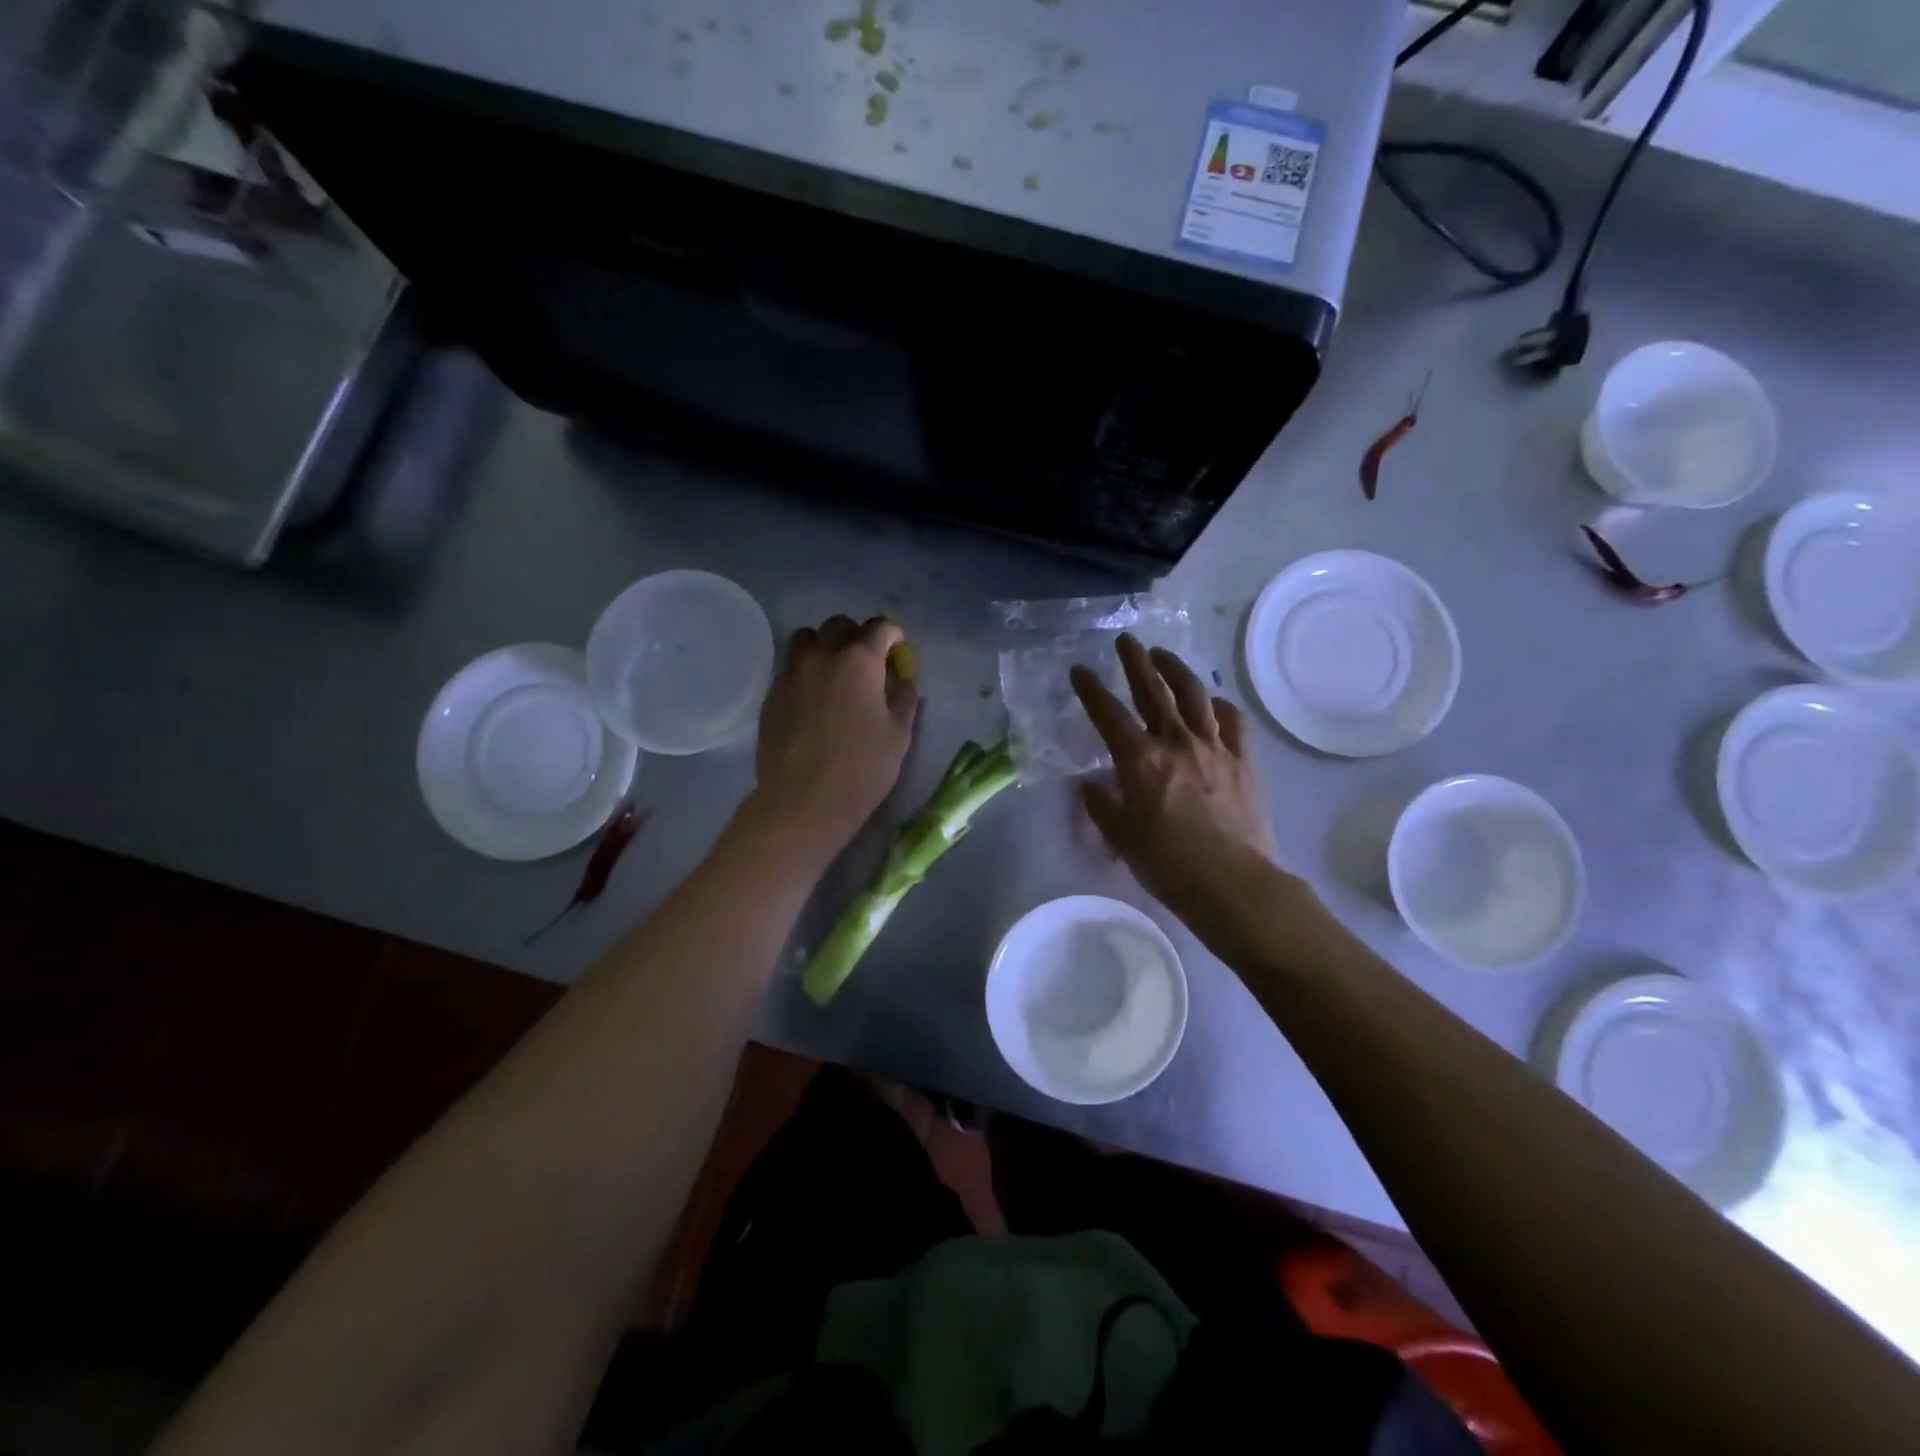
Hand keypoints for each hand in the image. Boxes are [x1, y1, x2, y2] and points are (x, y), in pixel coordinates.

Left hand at [748, 616, 918, 854]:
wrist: (804, 799)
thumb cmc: (862, 768)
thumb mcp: (899, 736)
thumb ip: (904, 700)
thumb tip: (904, 681)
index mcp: (860, 662)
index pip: (879, 628)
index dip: (892, 634)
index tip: (897, 647)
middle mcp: (823, 657)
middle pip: (838, 626)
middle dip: (856, 635)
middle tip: (866, 658)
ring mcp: (792, 674)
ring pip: (806, 639)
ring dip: (823, 645)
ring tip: (833, 669)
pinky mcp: (772, 695)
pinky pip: (789, 667)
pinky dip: (804, 670)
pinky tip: (813, 696)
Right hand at [1070, 636, 1282, 926]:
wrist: (1233, 883)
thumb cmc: (1168, 865)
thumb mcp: (1121, 838)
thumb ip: (1102, 806)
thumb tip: (1091, 786)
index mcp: (1139, 760)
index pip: (1108, 713)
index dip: (1090, 689)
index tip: (1080, 670)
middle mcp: (1175, 742)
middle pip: (1153, 690)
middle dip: (1135, 662)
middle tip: (1126, 641)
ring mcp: (1214, 747)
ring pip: (1194, 695)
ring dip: (1176, 670)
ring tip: (1164, 657)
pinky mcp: (1243, 760)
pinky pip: (1232, 722)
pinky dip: (1219, 706)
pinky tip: (1212, 704)